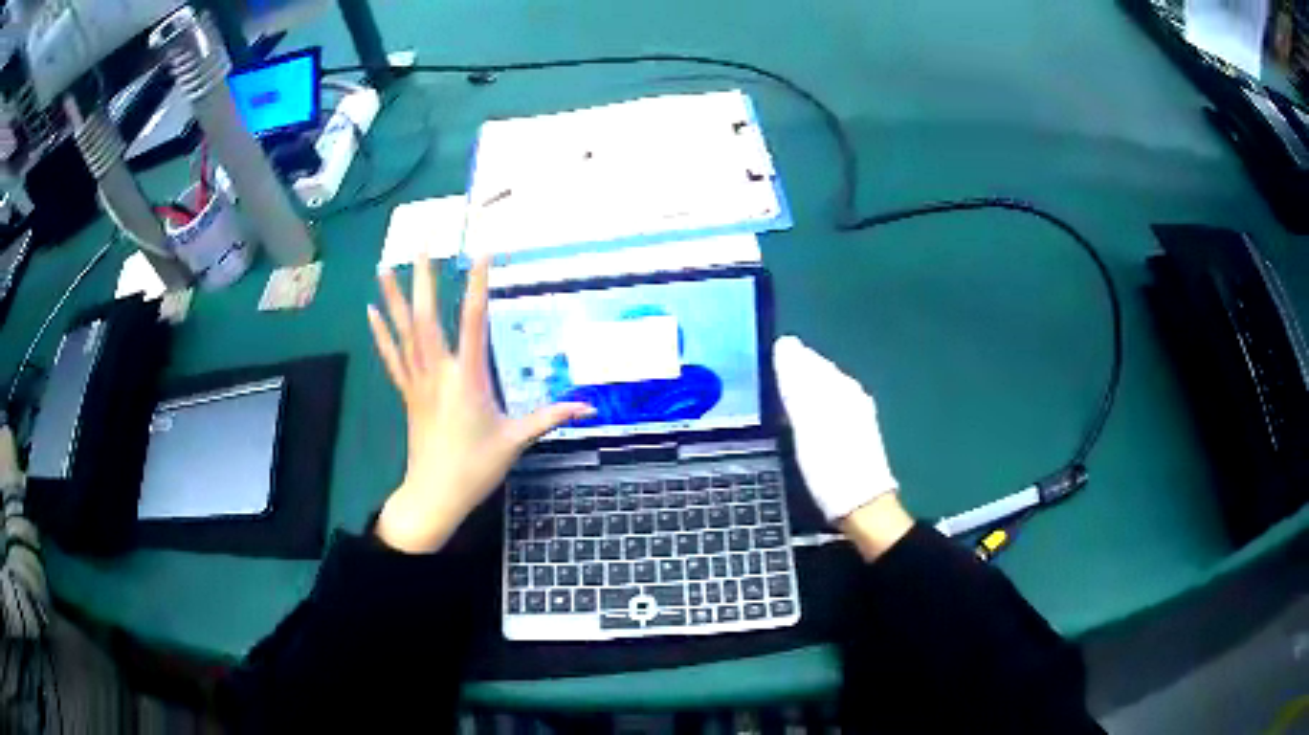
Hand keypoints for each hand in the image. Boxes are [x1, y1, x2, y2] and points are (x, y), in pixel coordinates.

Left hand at [368, 257, 593, 552]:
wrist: (434, 495)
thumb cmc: (475, 467)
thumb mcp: (517, 441)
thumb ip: (551, 417)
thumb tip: (588, 407)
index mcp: (468, 378)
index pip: (473, 321)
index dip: (477, 285)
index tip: (480, 253)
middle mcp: (438, 371)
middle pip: (427, 317)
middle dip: (423, 278)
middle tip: (422, 242)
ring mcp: (417, 381)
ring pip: (403, 332)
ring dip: (393, 297)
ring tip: (384, 265)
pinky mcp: (406, 392)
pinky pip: (391, 357)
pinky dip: (381, 333)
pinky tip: (371, 311)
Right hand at [773, 336, 911, 558]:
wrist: (861, 504)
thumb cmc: (830, 464)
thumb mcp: (807, 422)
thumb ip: (797, 384)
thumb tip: (786, 345)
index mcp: (840, 387)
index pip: (809, 360)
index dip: (787, 358)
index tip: (766, 359)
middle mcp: (851, 393)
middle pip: (820, 372)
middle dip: (797, 370)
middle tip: (772, 373)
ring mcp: (856, 413)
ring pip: (827, 388)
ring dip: (806, 387)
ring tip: (784, 392)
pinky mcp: (856, 432)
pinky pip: (832, 405)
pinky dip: (815, 404)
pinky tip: (806, 416)